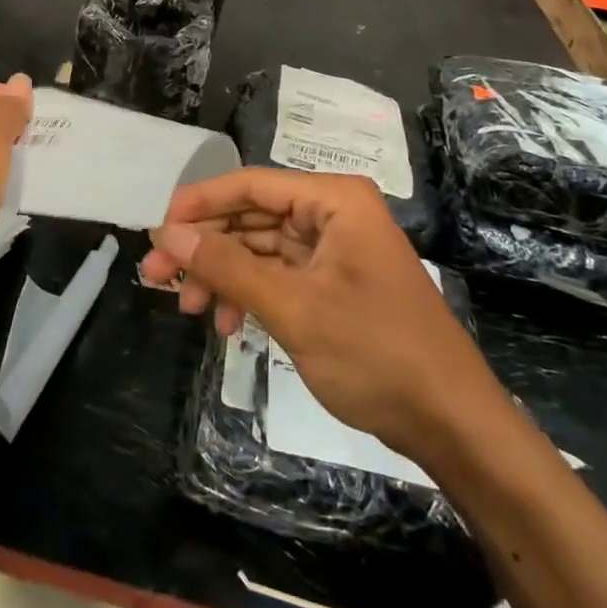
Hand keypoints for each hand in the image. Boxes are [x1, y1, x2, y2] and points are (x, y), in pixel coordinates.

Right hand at [141, 168, 484, 457]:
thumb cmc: (376, 353)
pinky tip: (228, 326)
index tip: (155, 231)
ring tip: (187, 308)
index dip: (199, 204)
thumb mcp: (293, 308)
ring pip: (261, 248)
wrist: (452, 423)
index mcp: (334, 199)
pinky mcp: (334, 283)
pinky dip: (250, 295)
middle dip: (206, 248)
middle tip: (156, 278)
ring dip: (223, 275)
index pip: (251, 184)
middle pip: (252, 216)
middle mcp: (334, 213)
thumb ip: (227, 266)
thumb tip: (166, 234)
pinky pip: (279, 275)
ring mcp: (335, 249)